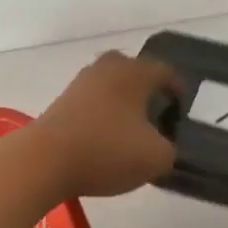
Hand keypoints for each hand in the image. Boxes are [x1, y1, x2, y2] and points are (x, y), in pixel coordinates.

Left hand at [25, 51, 182, 198]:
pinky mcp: (63, 100)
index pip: (166, 72)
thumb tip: (162, 146)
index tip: (181, 109)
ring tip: (132, 130)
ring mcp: (82, 82)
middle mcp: (108, 67)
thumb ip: (169, 149)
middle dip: (148, 92)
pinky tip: (106, 137)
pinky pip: (93, 101)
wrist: (45, 159)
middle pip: (136, 73)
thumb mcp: (156, 158)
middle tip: (158, 116)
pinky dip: (103, 114)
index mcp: (136, 72)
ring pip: (112, 86)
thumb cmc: (107, 150)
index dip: (178, 90)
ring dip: (123, 103)